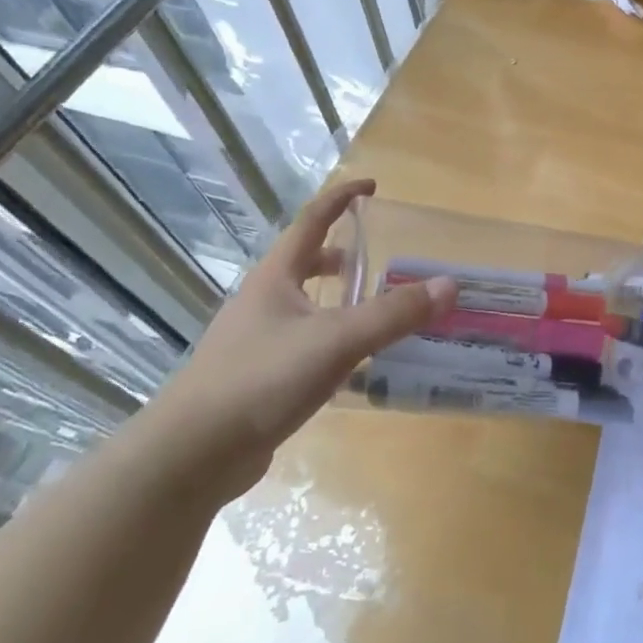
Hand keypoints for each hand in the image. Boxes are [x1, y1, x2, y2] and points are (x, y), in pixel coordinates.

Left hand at [140, 179, 455, 499]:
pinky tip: (357, 363)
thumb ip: (393, 313)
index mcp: (276, 277)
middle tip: (382, 258)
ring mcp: (258, 340)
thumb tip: (449, 285)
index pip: (312, 220)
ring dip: (340, 300)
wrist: (192, 455)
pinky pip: (306, 343)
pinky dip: (334, 339)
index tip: (373, 186)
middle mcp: (264, 301)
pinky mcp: (260, 377)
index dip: (342, 198)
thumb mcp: (336, 340)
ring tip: (378, 310)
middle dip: (343, 255)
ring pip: (307, 305)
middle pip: (306, 262)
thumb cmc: (261, 379)